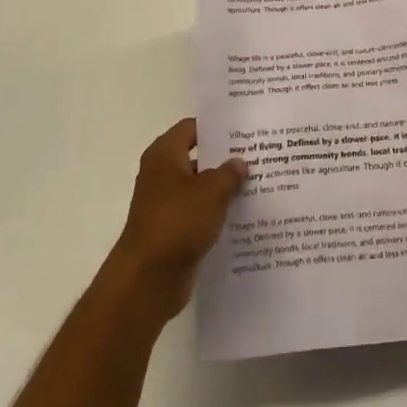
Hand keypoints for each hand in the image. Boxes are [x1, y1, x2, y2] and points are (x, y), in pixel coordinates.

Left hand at [108, 118, 247, 320]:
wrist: (148, 279)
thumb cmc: (177, 222)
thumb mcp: (211, 192)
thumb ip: (229, 173)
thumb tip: (239, 162)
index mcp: (165, 154)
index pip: (192, 127)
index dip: (217, 127)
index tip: (244, 128)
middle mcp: (162, 174)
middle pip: (198, 157)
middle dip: (225, 158)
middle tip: (258, 154)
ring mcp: (165, 203)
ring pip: (200, 187)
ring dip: (223, 187)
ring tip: (257, 183)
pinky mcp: (172, 230)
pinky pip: (199, 213)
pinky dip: (216, 213)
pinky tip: (243, 214)